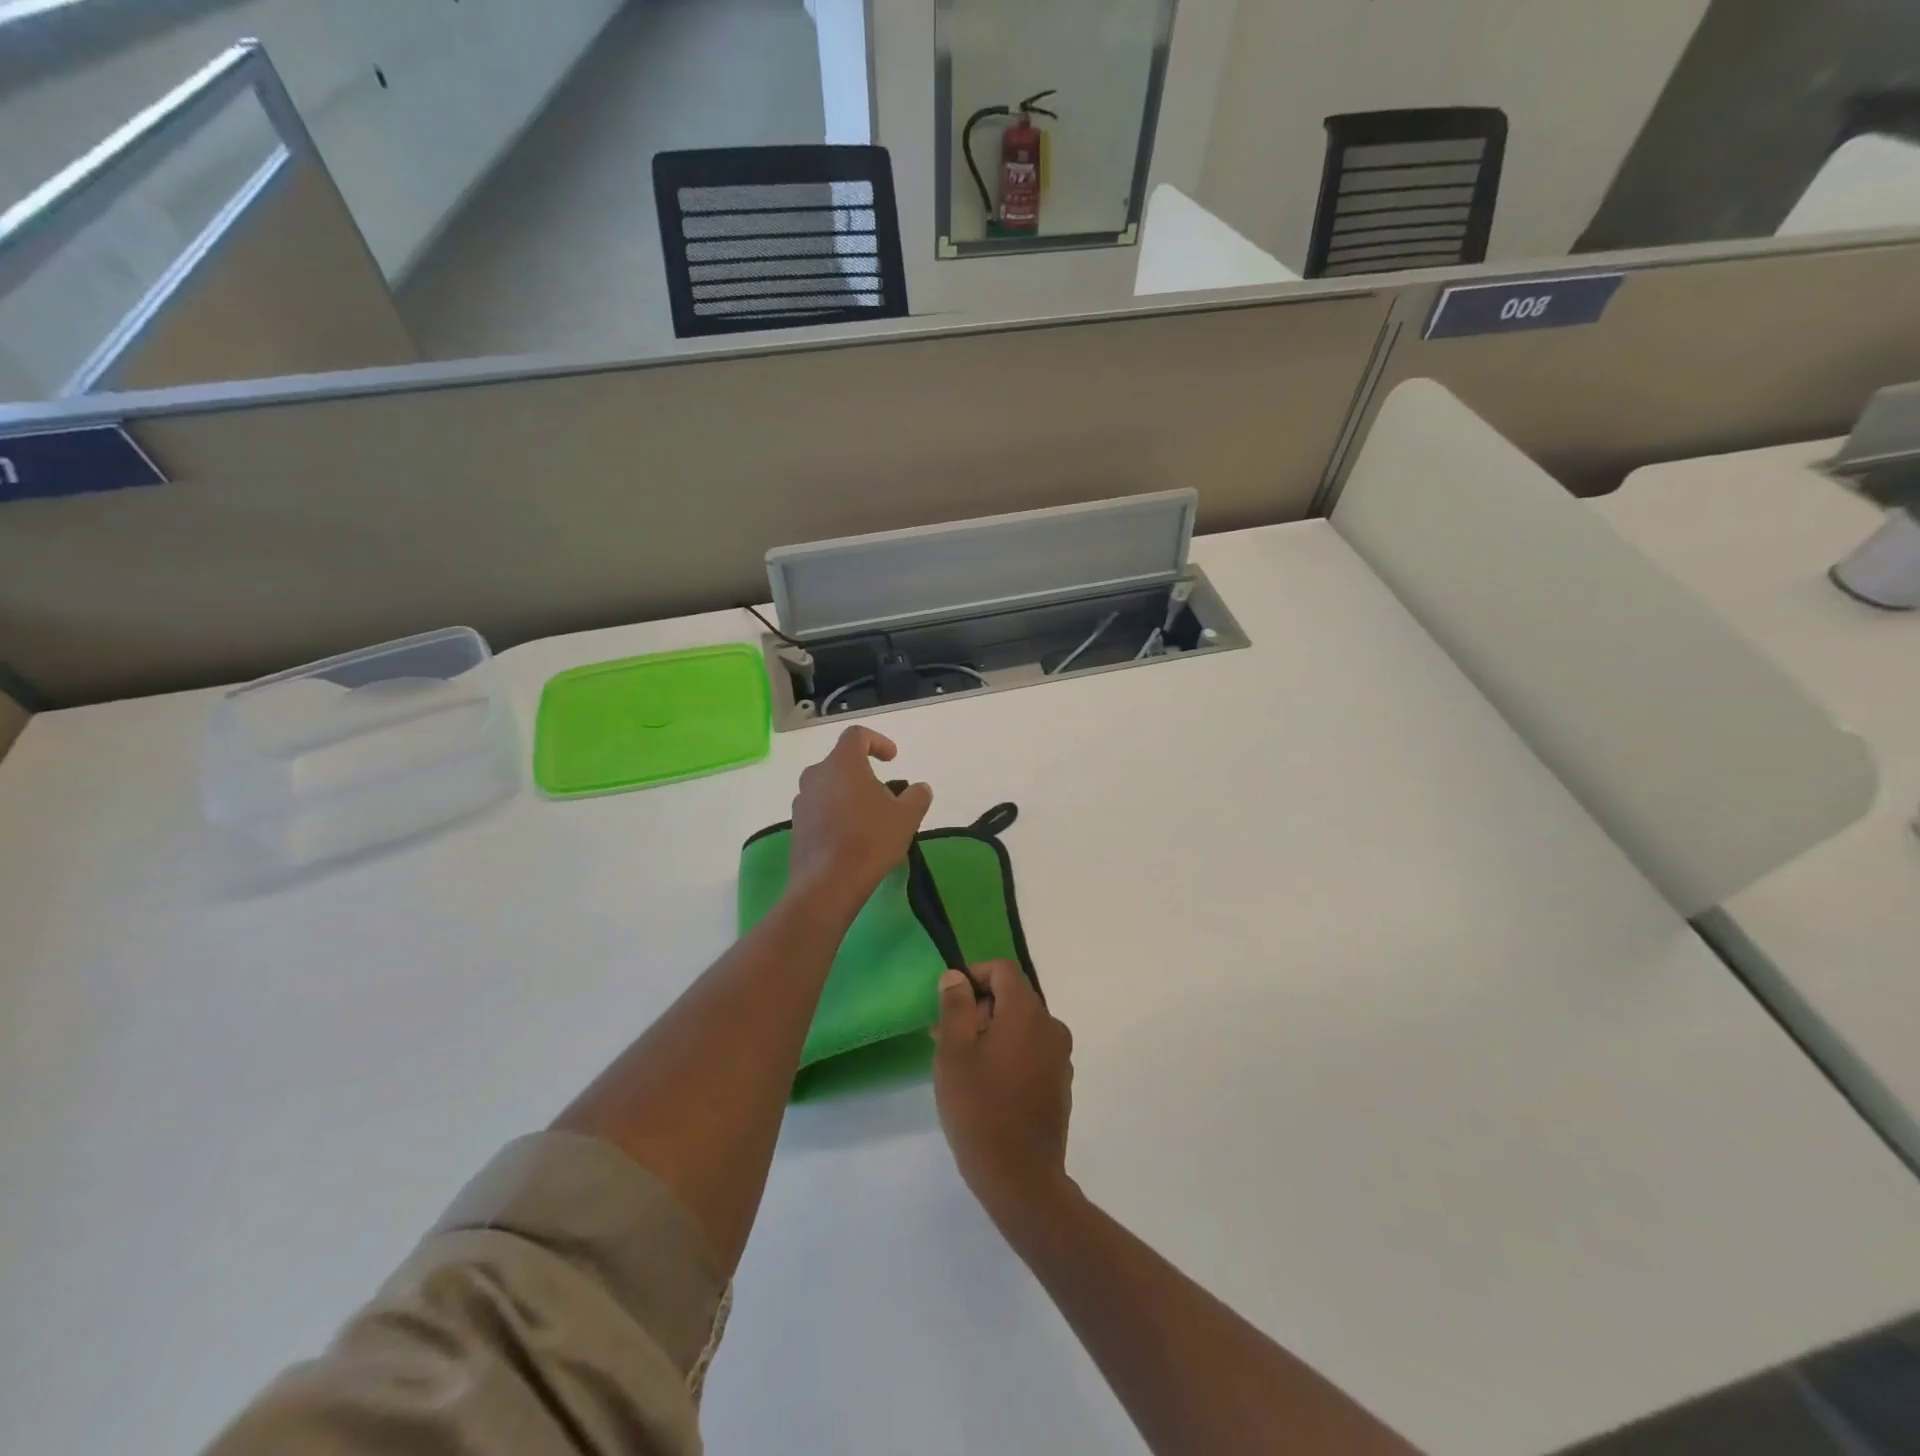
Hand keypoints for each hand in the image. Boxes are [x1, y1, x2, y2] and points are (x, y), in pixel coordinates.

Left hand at [788, 727, 932, 913]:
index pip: (856, 736)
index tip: (893, 759)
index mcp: (842, 763)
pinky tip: (852, 838)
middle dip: (864, 774)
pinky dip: (836, 814)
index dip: (877, 742)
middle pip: (841, 763)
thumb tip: (920, 788)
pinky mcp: (796, 826)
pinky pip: (820, 810)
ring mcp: (802, 801)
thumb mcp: (907, 816)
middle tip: (885, 795)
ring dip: (849, 795)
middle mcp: (816, 775)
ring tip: (870, 819)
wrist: (828, 883)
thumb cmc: (870, 840)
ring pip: (829, 787)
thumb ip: (917, 796)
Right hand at [933, 960, 1075, 1230]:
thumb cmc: (979, 1108)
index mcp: (1027, 1013)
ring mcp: (1059, 1057)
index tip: (949, 1001)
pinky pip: (1032, 1051)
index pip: (1003, 970)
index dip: (974, 975)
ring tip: (961, 1063)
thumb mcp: (954, 1053)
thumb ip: (955, 1007)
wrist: (1021, 1178)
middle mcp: (1051, 1027)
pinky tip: (987, 1084)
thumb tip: (956, 976)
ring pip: (1022, 1026)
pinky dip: (1009, 1052)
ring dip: (992, 1031)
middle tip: (946, 1036)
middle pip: (1013, 997)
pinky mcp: (1060, 1083)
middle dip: (979, 1007)